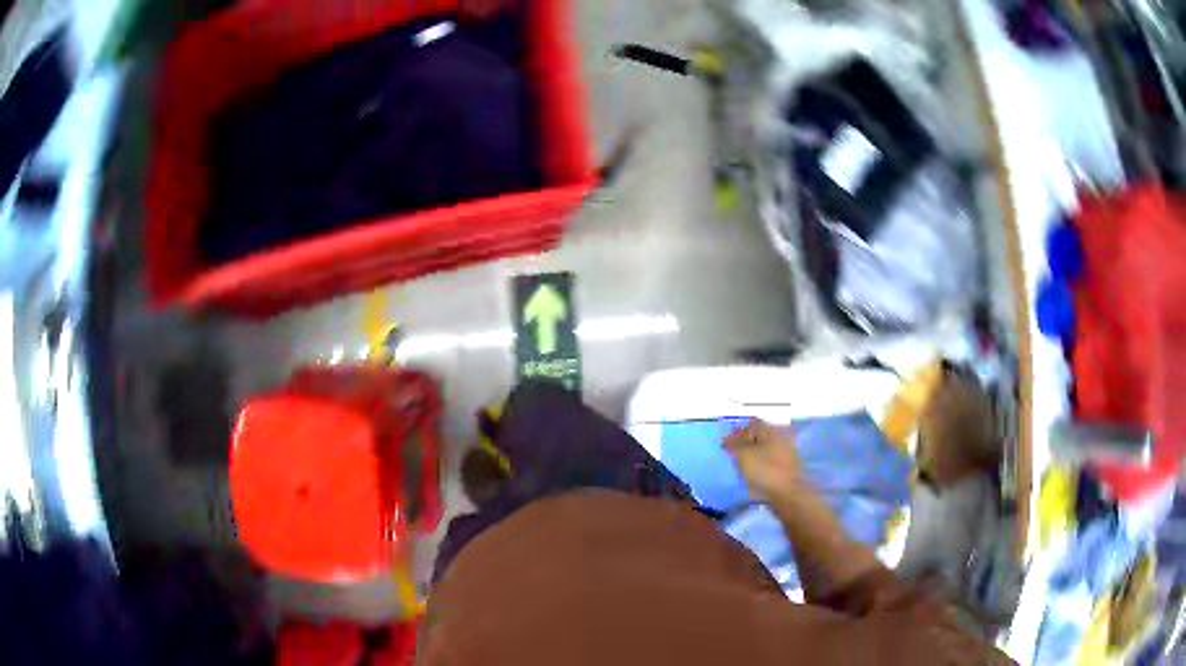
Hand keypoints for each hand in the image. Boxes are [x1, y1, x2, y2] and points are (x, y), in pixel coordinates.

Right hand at [724, 420, 802, 502]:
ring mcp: (786, 455)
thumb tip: (727, 438)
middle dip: (746, 444)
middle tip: (732, 455)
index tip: (726, 443)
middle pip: (759, 438)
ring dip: (753, 457)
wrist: (788, 494)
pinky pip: (770, 465)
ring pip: (765, 452)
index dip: (737, 431)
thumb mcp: (743, 455)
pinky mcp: (787, 470)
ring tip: (740, 468)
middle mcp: (781, 438)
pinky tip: (752, 477)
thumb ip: (734, 444)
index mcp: (771, 430)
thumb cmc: (765, 470)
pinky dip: (760, 468)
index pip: (752, 424)